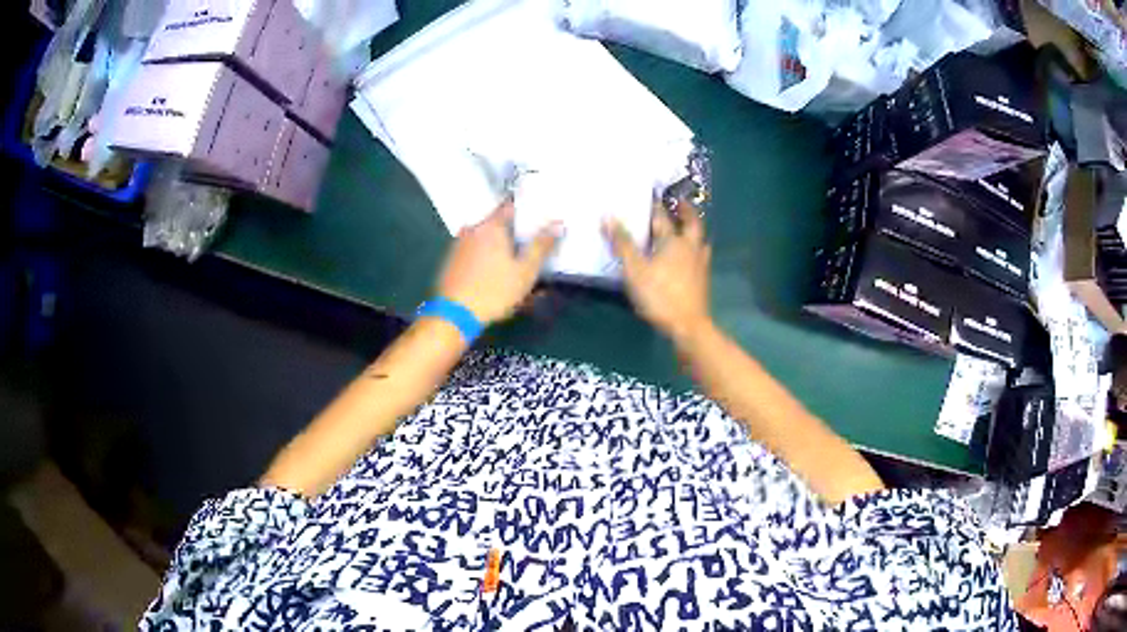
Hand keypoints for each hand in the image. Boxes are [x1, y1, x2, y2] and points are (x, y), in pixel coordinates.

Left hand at [437, 200, 561, 324]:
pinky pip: (474, 252)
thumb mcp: (526, 271)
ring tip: (514, 263)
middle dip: (513, 232)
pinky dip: (486, 258)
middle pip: (497, 223)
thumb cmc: (494, 291)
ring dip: (500, 247)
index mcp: (491, 226)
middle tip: (529, 244)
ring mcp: (459, 245)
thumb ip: (541, 246)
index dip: (526, 209)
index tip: (539, 215)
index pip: (510, 206)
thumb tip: (558, 223)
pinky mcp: (452, 261)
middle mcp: (473, 229)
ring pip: (485, 239)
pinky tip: (495, 275)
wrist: (454, 314)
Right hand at [604, 199, 711, 343]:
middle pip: (692, 223)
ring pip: (700, 239)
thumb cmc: (659, 295)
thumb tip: (608, 216)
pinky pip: (701, 255)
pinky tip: (690, 256)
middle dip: (686, 210)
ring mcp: (700, 263)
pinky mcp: (703, 279)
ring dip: (693, 230)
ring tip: (687, 227)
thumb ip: (622, 243)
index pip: (661, 217)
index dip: (653, 205)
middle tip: (680, 202)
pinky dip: (696, 248)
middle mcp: (690, 247)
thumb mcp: (635, 269)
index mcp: (673, 241)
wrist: (688, 325)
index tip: (649, 194)